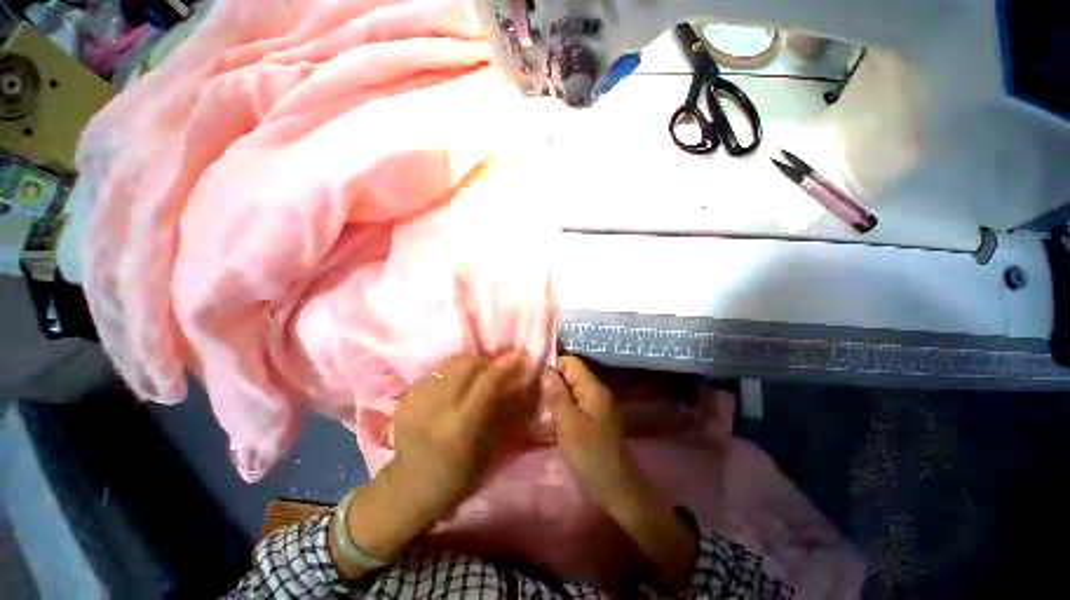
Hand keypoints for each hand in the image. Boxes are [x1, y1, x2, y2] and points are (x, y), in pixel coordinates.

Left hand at [392, 350, 531, 516]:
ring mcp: (417, 402)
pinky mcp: (404, 400)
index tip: (519, 354)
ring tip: (470, 376)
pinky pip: (432, 372)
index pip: (488, 380)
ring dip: (465, 364)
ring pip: (447, 363)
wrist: (411, 488)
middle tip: (491, 370)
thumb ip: (503, 410)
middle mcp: (438, 407)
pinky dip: (447, 373)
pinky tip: (450, 386)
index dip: (506, 364)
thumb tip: (517, 381)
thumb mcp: (489, 447)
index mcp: (463, 424)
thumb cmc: (459, 475)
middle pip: (466, 363)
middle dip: (484, 361)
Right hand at [547, 356, 697, 592]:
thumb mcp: (569, 425)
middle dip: (552, 382)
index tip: (535, 383)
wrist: (615, 488)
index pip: (570, 362)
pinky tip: (551, 419)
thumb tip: (545, 369)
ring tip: (538, 407)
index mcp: (593, 388)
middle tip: (534, 397)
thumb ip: (557, 395)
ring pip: (571, 388)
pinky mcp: (594, 416)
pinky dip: (562, 406)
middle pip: (570, 374)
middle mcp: (597, 391)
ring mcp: (596, 404)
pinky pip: (575, 401)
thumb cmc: (590, 456)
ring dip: (555, 395)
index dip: (552, 367)